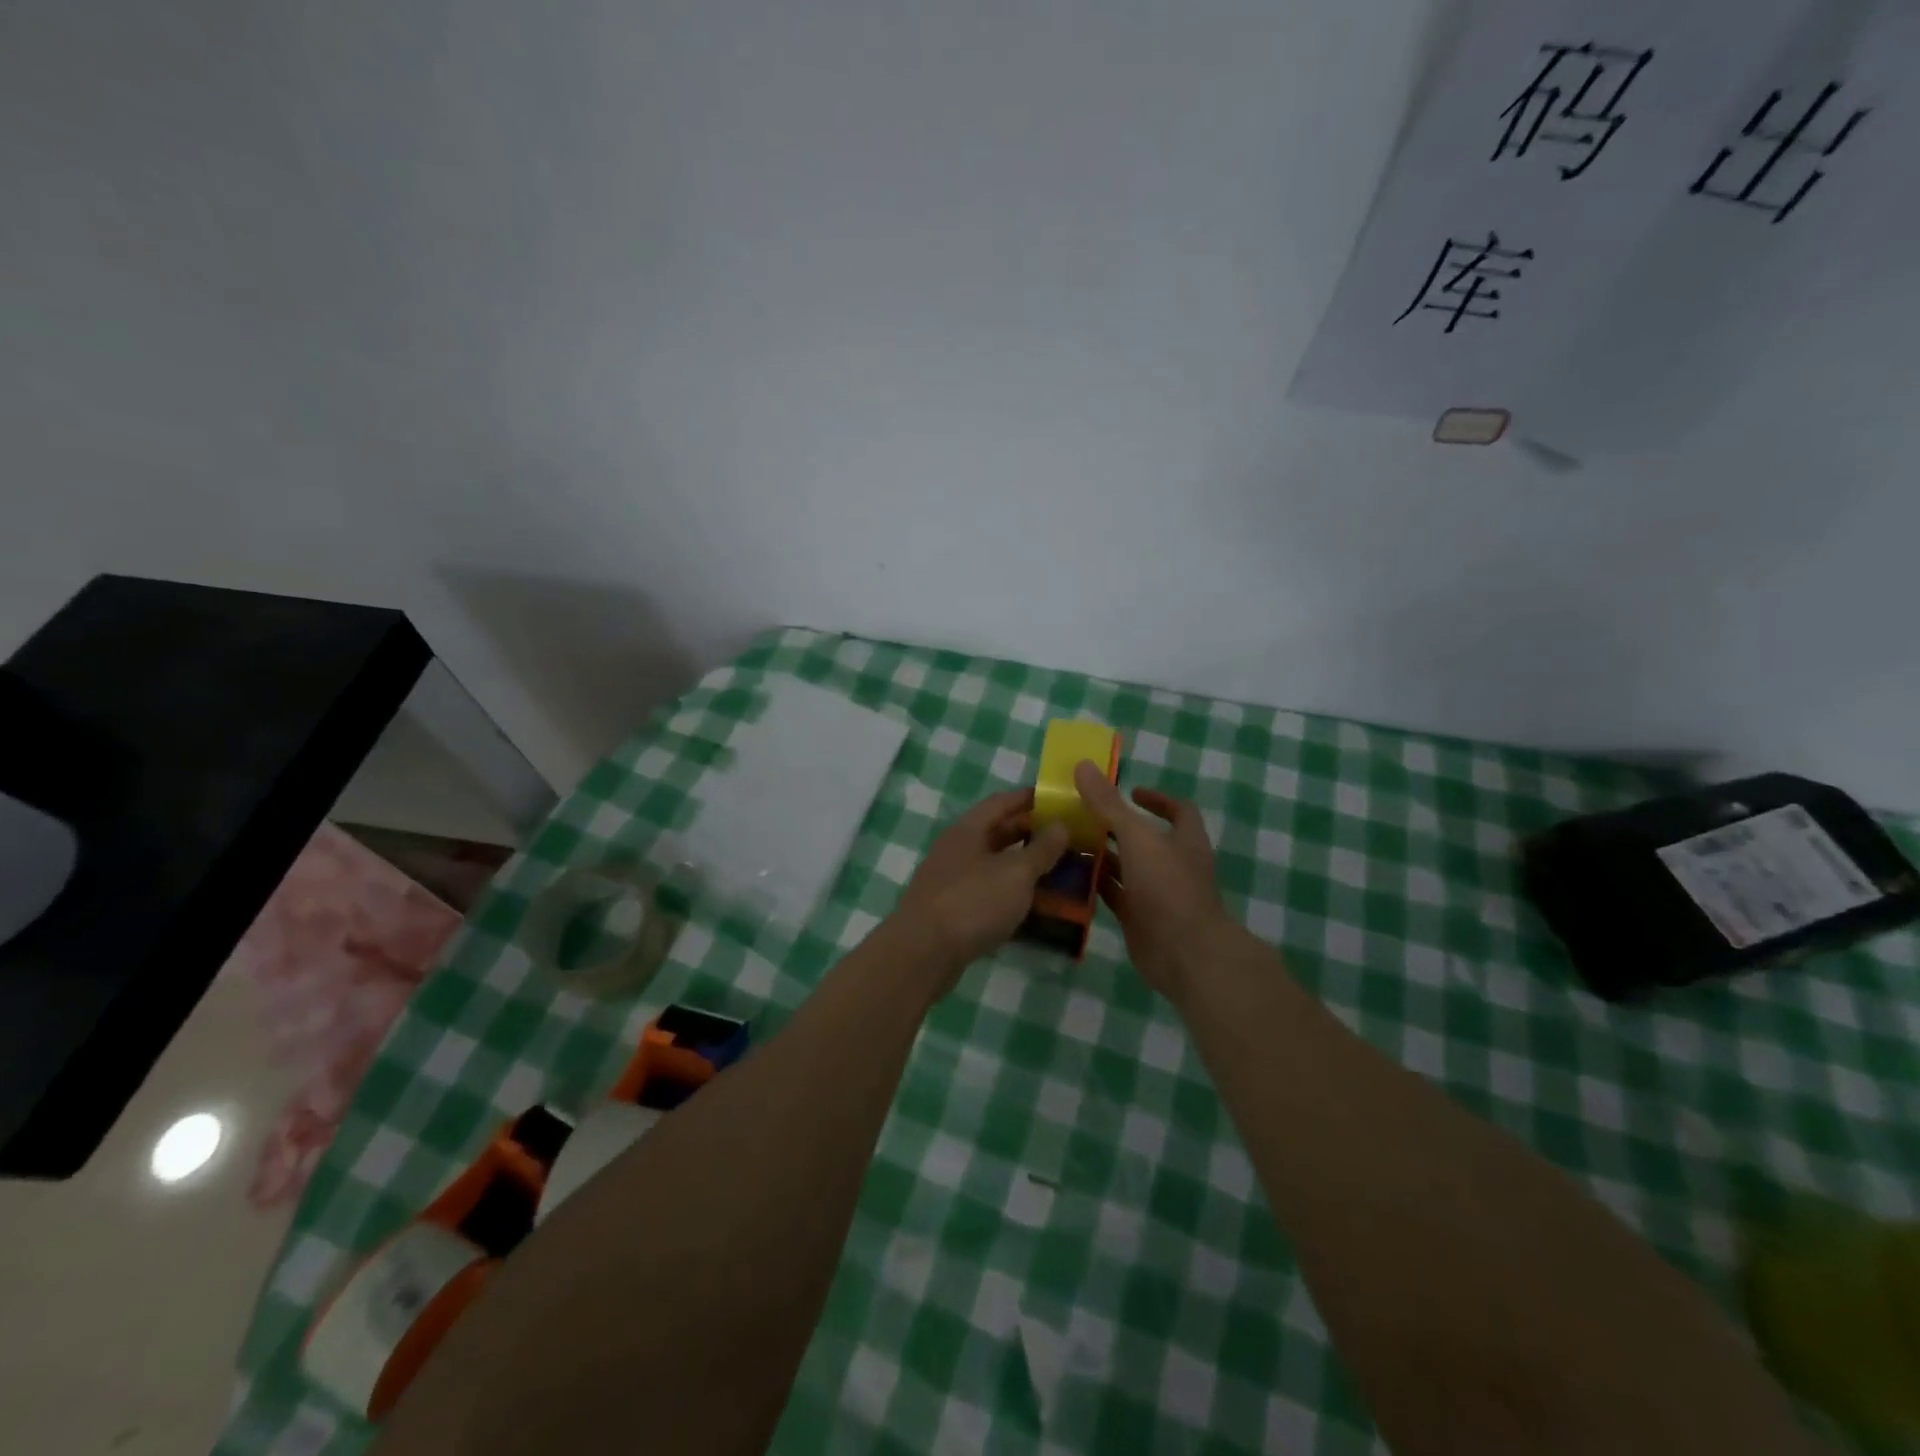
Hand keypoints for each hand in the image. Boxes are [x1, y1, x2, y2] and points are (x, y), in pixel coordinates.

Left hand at [895, 789, 1070, 986]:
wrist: (924, 953)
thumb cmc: (973, 901)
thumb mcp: (1016, 872)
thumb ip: (1042, 849)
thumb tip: (1061, 825)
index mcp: (968, 830)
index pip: (1001, 802)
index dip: (1029, 798)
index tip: (1058, 800)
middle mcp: (957, 850)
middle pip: (997, 834)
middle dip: (1031, 835)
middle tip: (1067, 840)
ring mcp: (952, 882)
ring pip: (995, 867)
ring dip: (1024, 869)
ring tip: (1060, 874)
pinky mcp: (953, 912)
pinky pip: (989, 895)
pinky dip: (1012, 897)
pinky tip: (1036, 909)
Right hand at [1074, 761, 1231, 1000]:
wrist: (1183, 953)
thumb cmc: (1168, 887)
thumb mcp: (1137, 837)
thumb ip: (1108, 804)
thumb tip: (1083, 764)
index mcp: (1184, 840)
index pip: (1178, 810)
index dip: (1157, 798)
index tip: (1130, 791)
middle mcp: (1173, 864)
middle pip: (1144, 838)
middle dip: (1115, 826)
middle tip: (1080, 814)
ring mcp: (1157, 893)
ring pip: (1126, 867)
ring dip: (1101, 855)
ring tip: (1066, 841)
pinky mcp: (1139, 917)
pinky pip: (1114, 895)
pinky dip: (1095, 885)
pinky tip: (1068, 875)